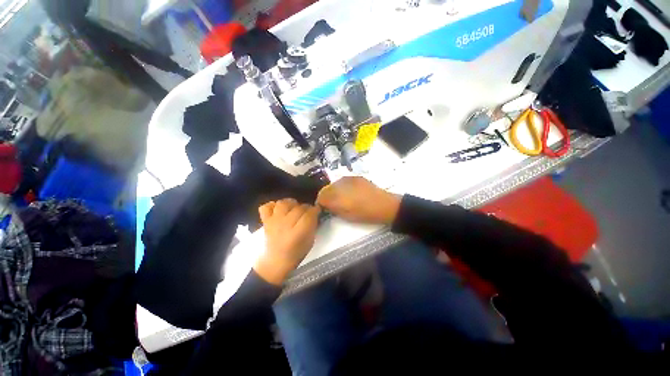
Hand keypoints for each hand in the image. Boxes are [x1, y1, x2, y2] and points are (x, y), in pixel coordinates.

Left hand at [254, 199, 320, 284]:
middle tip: (307, 212)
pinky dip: (272, 205)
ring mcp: (273, 222)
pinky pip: (266, 207)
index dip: (315, 210)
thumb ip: (312, 226)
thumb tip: (314, 214)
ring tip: (294, 209)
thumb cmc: (296, 254)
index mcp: (297, 234)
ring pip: (283, 203)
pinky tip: (278, 210)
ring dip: (291, 204)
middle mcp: (284, 226)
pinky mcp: (265, 221)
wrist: (275, 263)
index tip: (318, 210)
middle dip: (306, 207)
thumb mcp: (310, 242)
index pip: (308, 215)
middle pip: (298, 208)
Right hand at [316, 177, 400, 224]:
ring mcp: (350, 179)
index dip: (320, 201)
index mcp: (340, 197)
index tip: (322, 206)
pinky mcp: (356, 177)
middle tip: (329, 202)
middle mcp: (342, 185)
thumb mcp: (348, 215)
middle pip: (327, 189)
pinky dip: (341, 185)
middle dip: (325, 195)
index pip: (322, 197)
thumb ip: (334, 209)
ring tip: (338, 197)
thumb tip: (325, 204)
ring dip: (333, 190)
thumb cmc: (366, 214)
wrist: (385, 205)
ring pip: (334, 183)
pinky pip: (343, 180)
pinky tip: (346, 191)